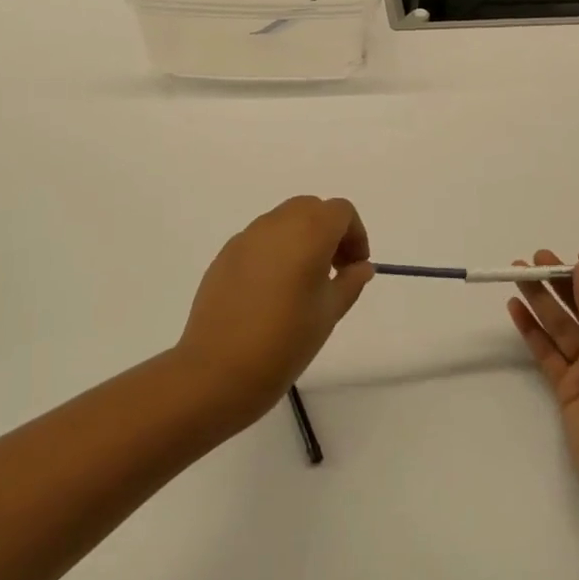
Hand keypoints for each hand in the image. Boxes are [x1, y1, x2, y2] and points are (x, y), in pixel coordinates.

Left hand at [175, 196, 373, 424]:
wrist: (218, 371)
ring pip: (283, 220)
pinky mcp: (225, 254)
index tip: (354, 267)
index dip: (355, 234)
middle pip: (311, 209)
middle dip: (328, 231)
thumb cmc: (285, 341)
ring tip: (302, 282)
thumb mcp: (329, 313)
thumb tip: (361, 266)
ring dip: (301, 238)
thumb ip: (350, 282)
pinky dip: (275, 251)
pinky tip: (272, 291)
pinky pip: (259, 239)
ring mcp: (246, 237)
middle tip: (333, 270)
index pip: (340, 211)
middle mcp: (276, 224)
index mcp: (308, 232)